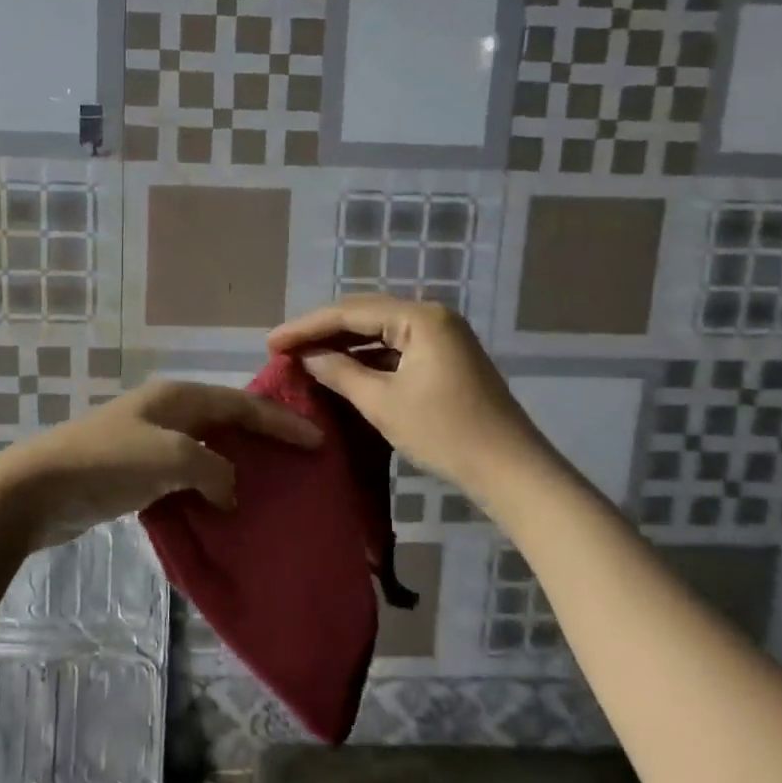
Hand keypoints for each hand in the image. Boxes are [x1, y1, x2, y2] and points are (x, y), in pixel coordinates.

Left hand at [0, 379, 321, 548]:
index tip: (317, 440)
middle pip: (226, 421)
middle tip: (298, 460)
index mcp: (178, 397)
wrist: (38, 488)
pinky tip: (223, 509)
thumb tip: (229, 490)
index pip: (242, 404)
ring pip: (206, 450)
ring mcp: (149, 441)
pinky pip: (185, 476)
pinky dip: (207, 488)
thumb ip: (214, 470)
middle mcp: (167, 412)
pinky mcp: (135, 472)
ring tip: (269, 487)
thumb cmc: (108, 462)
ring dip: (234, 467)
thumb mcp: (172, 458)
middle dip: (261, 439)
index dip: (280, 421)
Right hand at [268, 295, 545, 502]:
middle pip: (365, 316)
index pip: (350, 313)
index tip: (271, 342)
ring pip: (380, 333)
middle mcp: (432, 317)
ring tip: (305, 357)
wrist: (510, 470)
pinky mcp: (446, 359)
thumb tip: (308, 356)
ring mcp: (442, 338)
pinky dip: (367, 359)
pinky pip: (396, 349)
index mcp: (420, 318)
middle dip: (323, 332)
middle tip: (283, 347)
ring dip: (343, 345)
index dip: (307, 326)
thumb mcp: (383, 403)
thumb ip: (340, 373)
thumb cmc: (444, 433)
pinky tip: (342, 370)